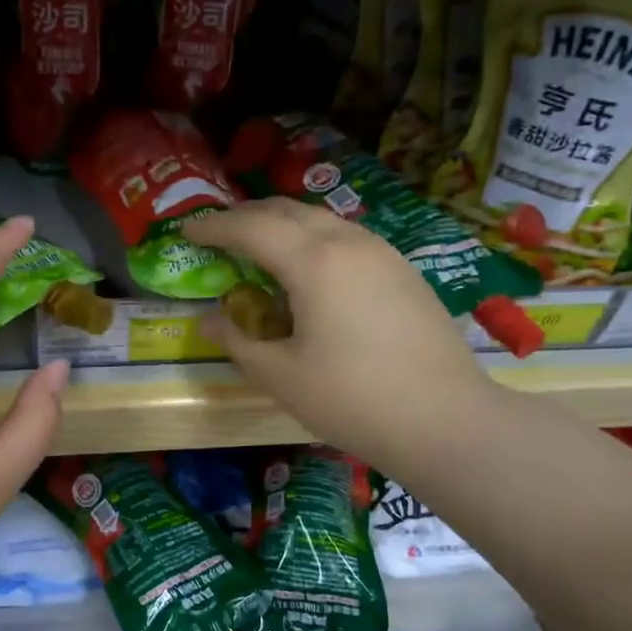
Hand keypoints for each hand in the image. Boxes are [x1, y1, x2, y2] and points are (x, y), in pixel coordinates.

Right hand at [183, 199, 498, 476]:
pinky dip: (316, 241)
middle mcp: (350, 243)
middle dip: (248, 216)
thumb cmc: (353, 399)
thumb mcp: (281, 376)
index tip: (187, 233)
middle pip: (288, 211)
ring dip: (284, 225)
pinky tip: (312, 271)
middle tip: (219, 235)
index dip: (214, 227)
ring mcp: (384, 253)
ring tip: (262, 248)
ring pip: (323, 220)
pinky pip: (348, 239)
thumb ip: (239, 340)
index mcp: (314, 262)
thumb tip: (209, 319)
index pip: (251, 228)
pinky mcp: (404, 272)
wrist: (445, 420)